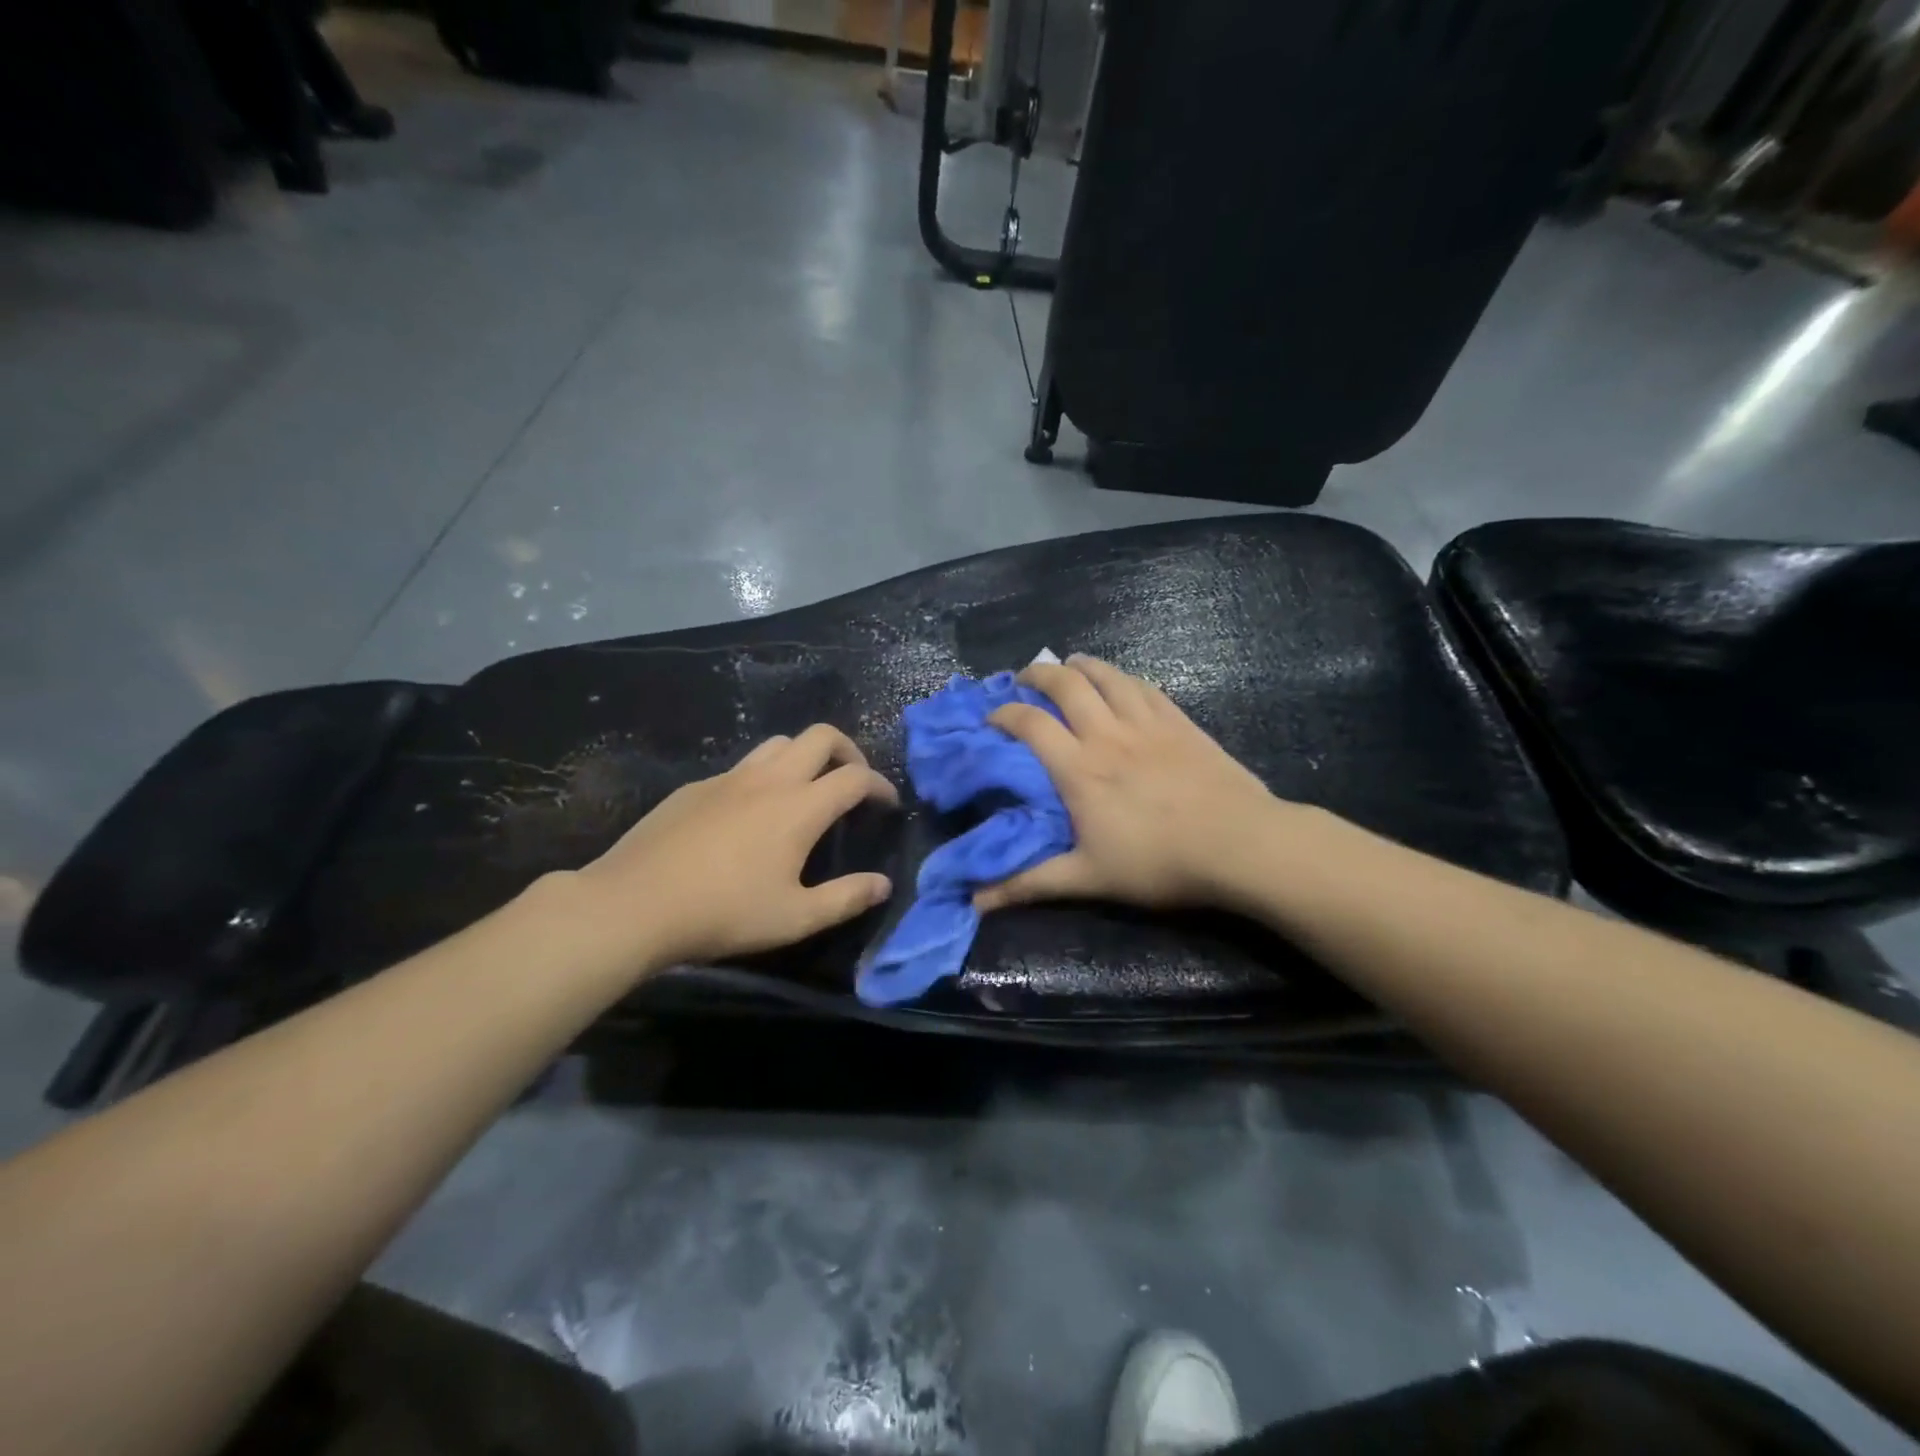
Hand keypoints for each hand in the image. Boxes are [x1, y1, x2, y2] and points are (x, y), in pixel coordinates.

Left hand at [571, 724, 897, 971]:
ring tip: (805, 790)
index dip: (880, 785)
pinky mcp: (695, 787)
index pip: (856, 778)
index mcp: (800, 807)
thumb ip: (846, 898)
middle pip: (820, 736)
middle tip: (852, 782)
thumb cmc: (723, 913)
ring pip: (779, 743)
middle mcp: (769, 779)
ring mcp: (728, 778)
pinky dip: (763, 776)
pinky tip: (750, 814)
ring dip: (804, 756)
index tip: (887, 803)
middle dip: (848, 751)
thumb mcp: (795, 918)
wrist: (634, 904)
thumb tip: (883, 884)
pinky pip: (742, 767)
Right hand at [974, 656, 1288, 913]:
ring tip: (1068, 666)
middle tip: (1025, 679)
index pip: (1030, 723)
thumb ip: (1030, 884)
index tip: (991, 718)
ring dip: (1081, 665)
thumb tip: (976, 903)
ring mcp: (1147, 722)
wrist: (1239, 844)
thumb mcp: (1088, 878)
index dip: (1004, 713)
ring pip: (1106, 676)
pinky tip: (1120, 682)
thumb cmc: (1159, 862)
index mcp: (1079, 767)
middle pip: (1065, 684)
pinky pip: (1144, 686)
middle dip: (1038, 674)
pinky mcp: (1180, 721)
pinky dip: (1122, 678)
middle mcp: (1107, 733)